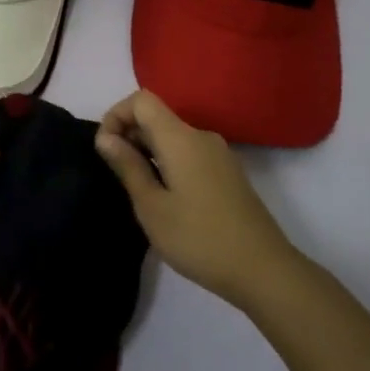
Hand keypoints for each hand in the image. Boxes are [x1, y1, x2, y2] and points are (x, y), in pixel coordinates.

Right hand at [94, 89, 298, 306]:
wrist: (264, 270)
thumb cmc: (199, 238)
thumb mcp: (152, 206)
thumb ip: (128, 166)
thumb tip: (105, 137)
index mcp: (181, 138)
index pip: (142, 100)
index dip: (116, 115)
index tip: (105, 149)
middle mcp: (201, 137)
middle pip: (157, 117)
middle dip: (129, 135)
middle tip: (117, 175)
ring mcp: (219, 155)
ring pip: (173, 137)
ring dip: (148, 152)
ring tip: (138, 190)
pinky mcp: (228, 173)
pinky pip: (189, 154)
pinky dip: (168, 163)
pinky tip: (166, 199)